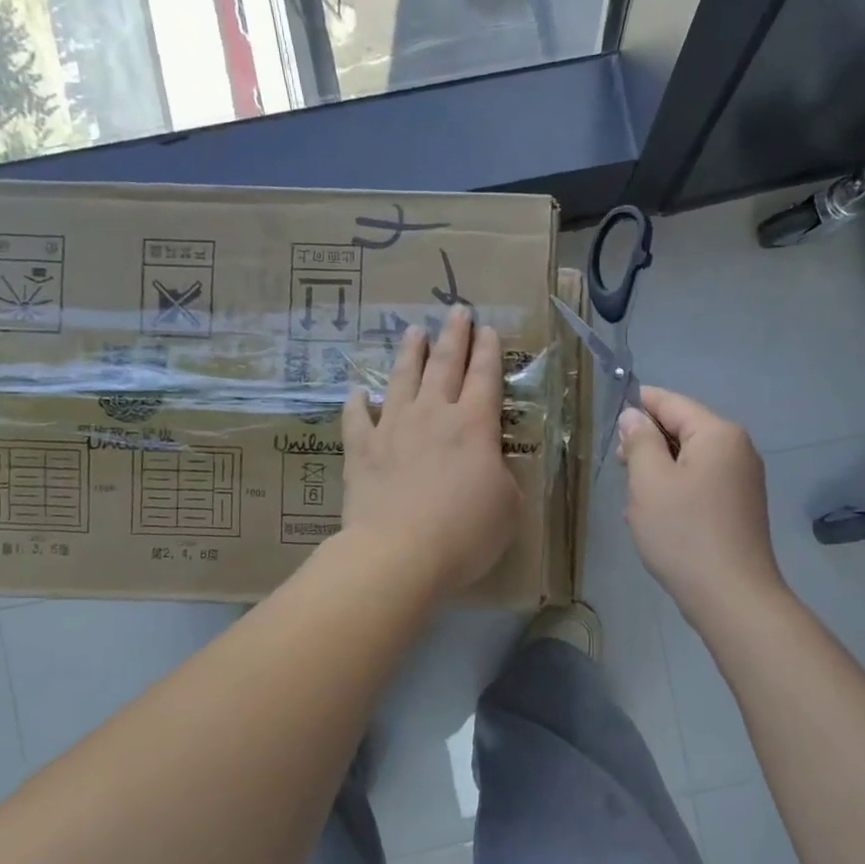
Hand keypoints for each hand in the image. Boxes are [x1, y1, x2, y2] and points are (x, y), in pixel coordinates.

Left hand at [341, 306, 520, 596]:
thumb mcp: (507, 507)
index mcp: (474, 426)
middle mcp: (434, 416)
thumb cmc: (465, 533)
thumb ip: (502, 477)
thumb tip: (490, 465)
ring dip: (409, 353)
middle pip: (445, 366)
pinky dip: (357, 402)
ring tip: (413, 331)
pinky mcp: (361, 450)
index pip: (485, 378)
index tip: (486, 328)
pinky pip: (357, 418)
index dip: (488, 351)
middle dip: (453, 336)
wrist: (400, 553)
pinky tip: (357, 391)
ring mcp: (393, 429)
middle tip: (456, 310)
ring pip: (402, 379)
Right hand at [618, 386, 786, 618]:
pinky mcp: (740, 507)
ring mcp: (742, 480)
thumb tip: (635, 416)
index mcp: (718, 433)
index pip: (672, 402)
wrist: (731, 596)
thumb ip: (640, 441)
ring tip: (632, 495)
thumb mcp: (649, 482)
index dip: (640, 404)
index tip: (610, 414)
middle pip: (684, 429)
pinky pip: (701, 483)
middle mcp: (737, 449)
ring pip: (690, 459)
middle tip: (618, 464)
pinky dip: (676, 489)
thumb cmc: (684, 532)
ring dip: (659, 470)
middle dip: (649, 442)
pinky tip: (655, 514)